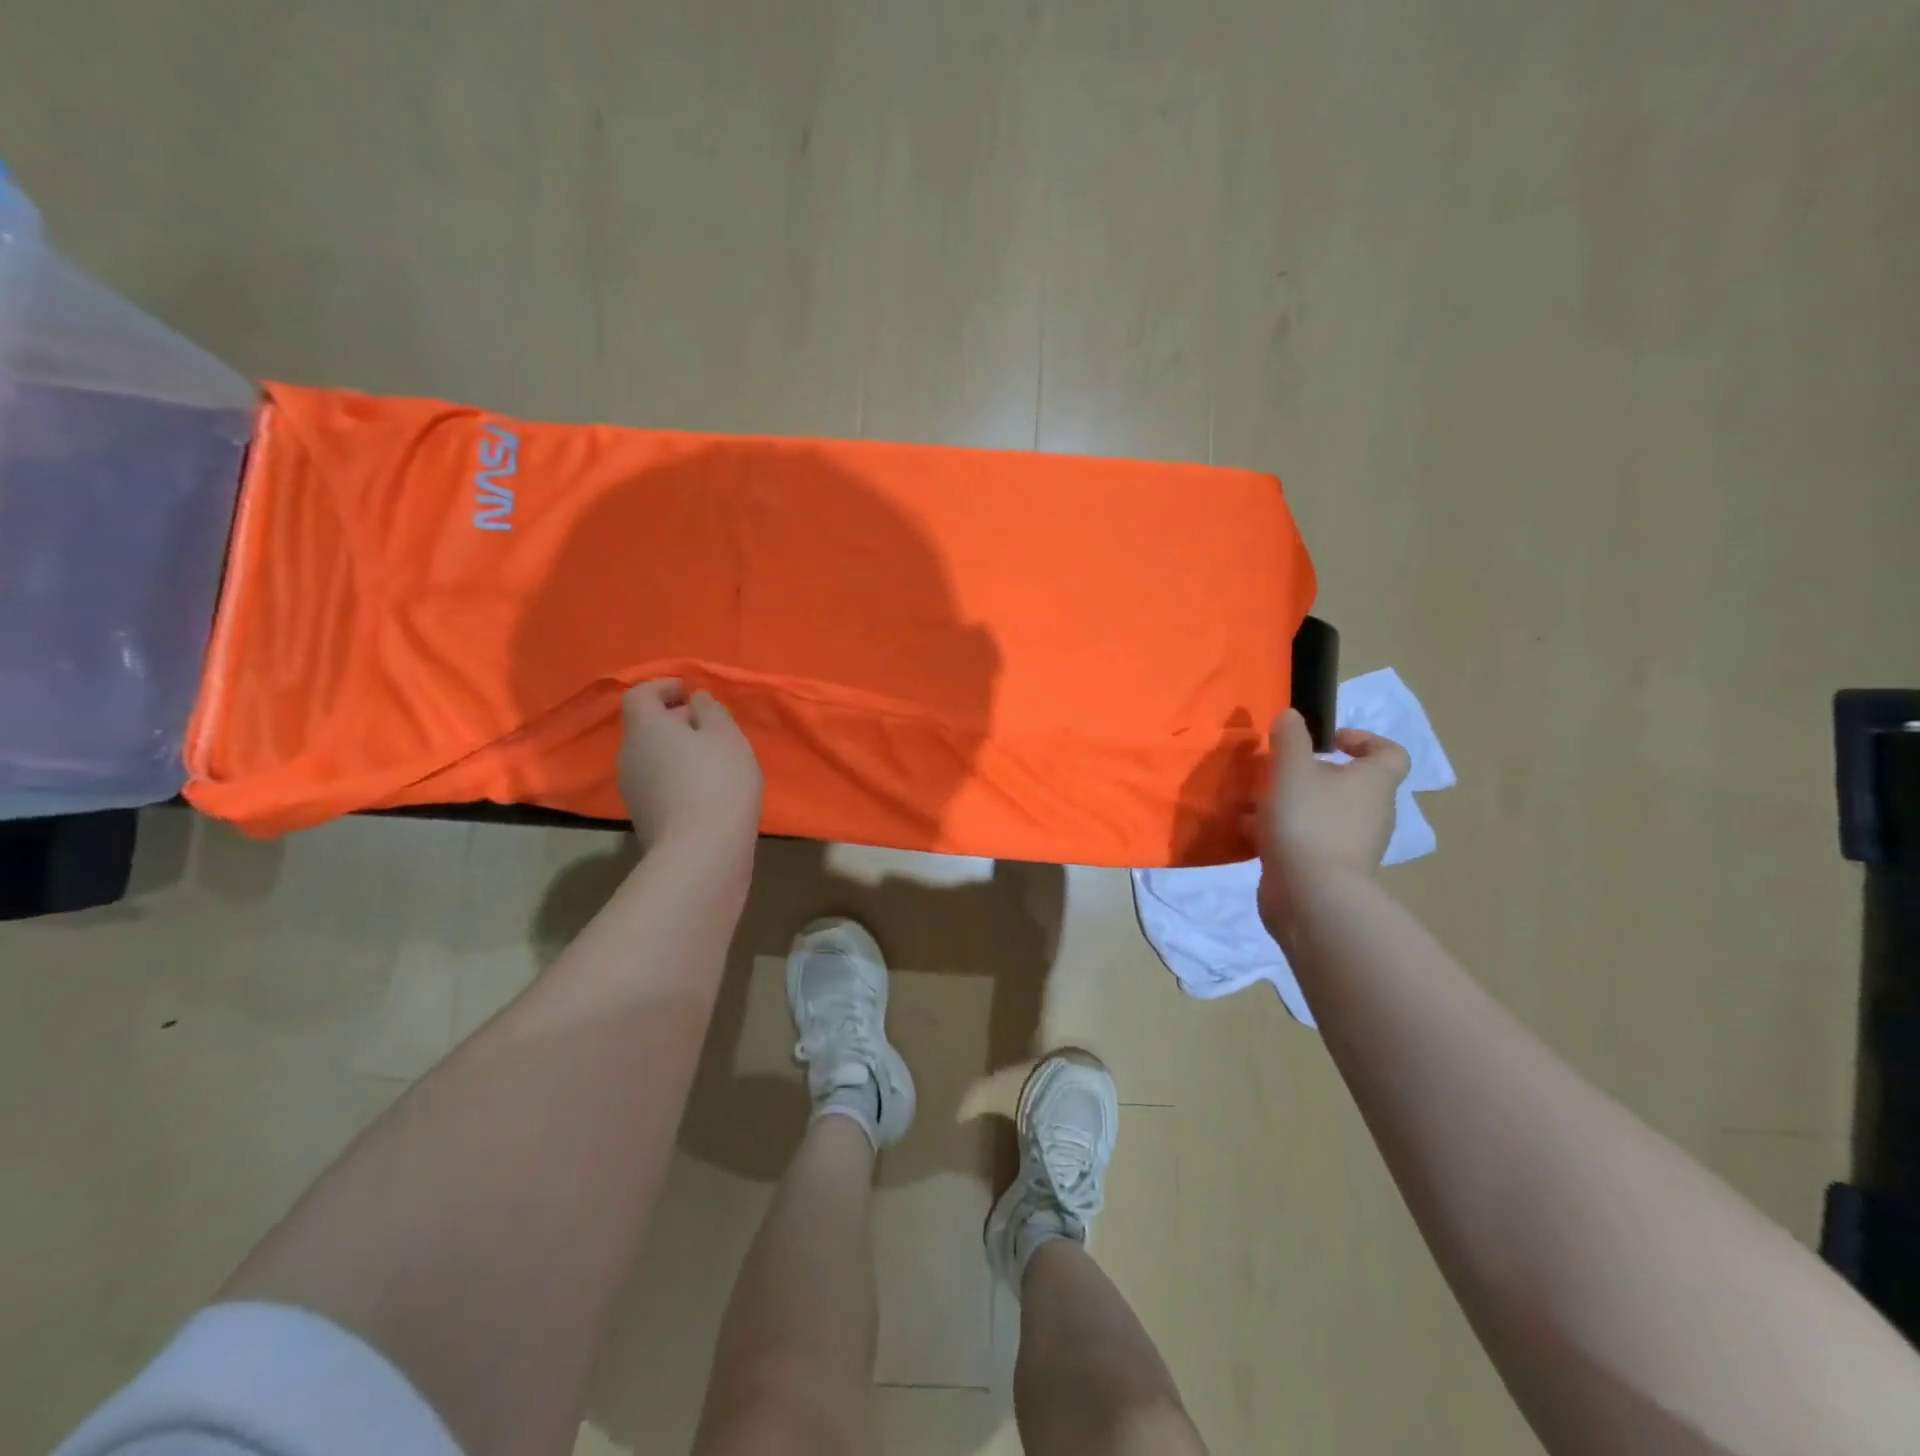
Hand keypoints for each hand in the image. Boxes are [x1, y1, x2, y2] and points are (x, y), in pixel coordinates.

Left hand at [617, 679, 763, 857]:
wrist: (701, 853)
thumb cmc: (718, 782)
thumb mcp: (727, 737)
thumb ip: (711, 711)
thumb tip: (695, 701)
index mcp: (646, 728)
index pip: (641, 695)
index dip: (663, 687)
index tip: (690, 691)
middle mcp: (629, 755)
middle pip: (646, 727)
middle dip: (675, 721)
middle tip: (709, 725)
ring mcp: (632, 790)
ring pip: (652, 757)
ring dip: (677, 751)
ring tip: (713, 759)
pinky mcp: (644, 817)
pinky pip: (659, 783)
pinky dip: (677, 776)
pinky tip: (706, 790)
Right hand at [1252, 708, 1408, 926]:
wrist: (1311, 896)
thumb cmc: (1308, 821)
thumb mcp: (1291, 768)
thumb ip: (1290, 738)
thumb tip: (1291, 715)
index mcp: (1373, 782)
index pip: (1390, 753)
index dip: (1363, 740)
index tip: (1328, 741)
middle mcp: (1371, 812)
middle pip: (1348, 784)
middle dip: (1310, 774)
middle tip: (1278, 770)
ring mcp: (1351, 845)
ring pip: (1321, 813)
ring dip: (1290, 804)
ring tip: (1254, 800)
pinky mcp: (1326, 870)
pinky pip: (1305, 841)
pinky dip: (1281, 833)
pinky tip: (1250, 831)